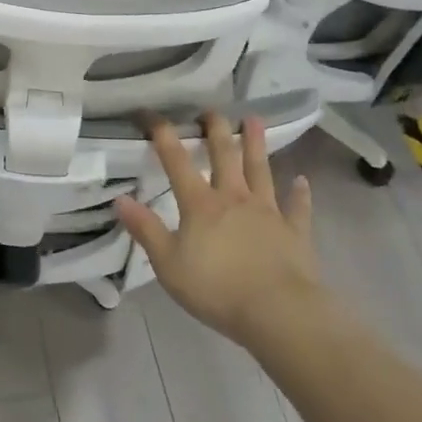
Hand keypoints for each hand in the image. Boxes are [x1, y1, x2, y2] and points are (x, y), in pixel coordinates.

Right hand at [114, 112, 325, 348]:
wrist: (278, 311)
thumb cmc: (216, 288)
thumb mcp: (168, 263)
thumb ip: (145, 229)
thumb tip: (120, 199)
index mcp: (200, 205)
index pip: (176, 161)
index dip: (163, 135)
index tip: (151, 114)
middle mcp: (234, 198)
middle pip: (224, 156)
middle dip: (215, 130)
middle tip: (211, 110)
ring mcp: (267, 212)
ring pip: (260, 170)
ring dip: (256, 144)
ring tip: (254, 120)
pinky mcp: (294, 232)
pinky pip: (297, 207)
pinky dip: (300, 193)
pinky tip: (302, 181)